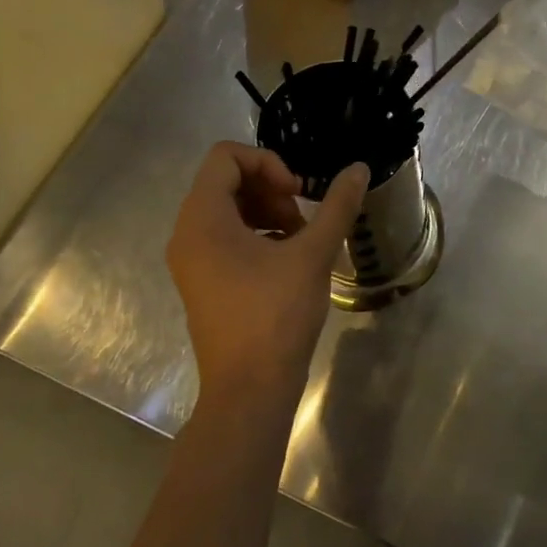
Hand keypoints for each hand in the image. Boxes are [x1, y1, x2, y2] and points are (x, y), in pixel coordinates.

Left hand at [166, 143, 367, 409]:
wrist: (250, 389)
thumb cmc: (276, 314)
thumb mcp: (313, 254)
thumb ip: (337, 206)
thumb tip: (359, 168)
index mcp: (203, 219)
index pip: (225, 157)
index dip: (267, 163)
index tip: (298, 192)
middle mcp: (187, 234)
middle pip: (225, 182)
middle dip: (270, 188)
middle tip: (302, 218)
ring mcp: (191, 261)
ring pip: (227, 210)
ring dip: (267, 212)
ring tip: (300, 239)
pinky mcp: (202, 282)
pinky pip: (225, 238)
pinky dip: (257, 235)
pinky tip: (288, 260)